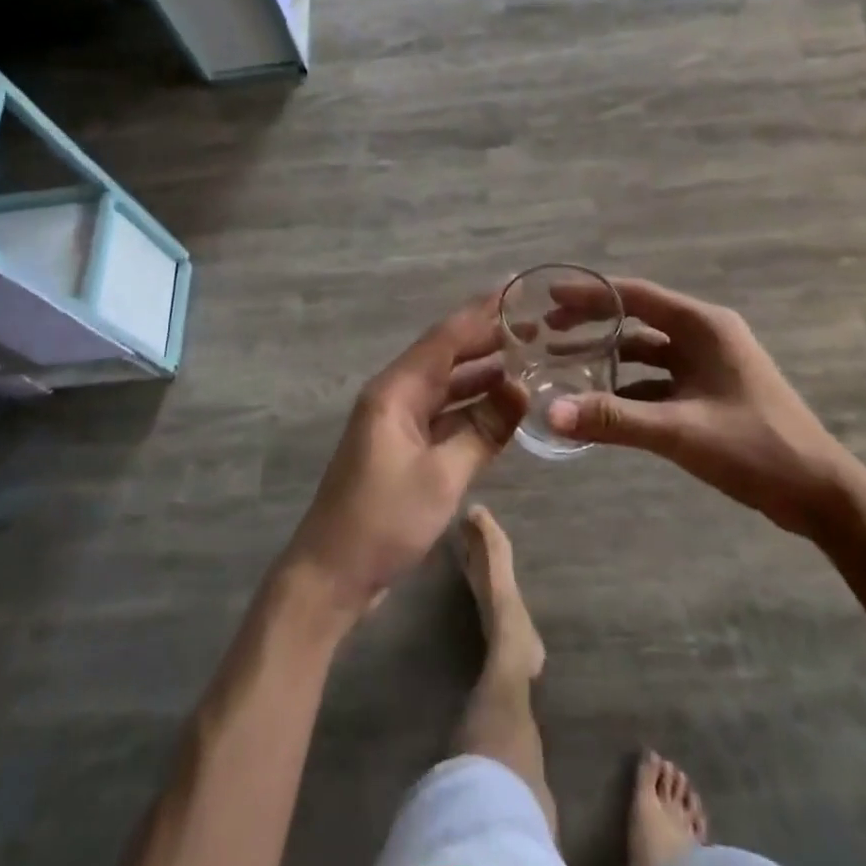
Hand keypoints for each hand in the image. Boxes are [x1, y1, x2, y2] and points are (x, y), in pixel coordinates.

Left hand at [280, 293, 528, 622]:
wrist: (331, 576)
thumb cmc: (383, 520)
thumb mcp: (442, 476)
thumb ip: (484, 429)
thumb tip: (521, 389)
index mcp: (396, 391)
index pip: (445, 338)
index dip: (481, 313)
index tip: (515, 290)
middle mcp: (395, 395)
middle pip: (445, 355)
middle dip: (486, 339)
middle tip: (534, 326)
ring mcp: (397, 422)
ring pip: (446, 385)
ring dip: (482, 373)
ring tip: (527, 359)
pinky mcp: (402, 448)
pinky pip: (443, 413)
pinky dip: (471, 406)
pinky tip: (501, 405)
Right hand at [545, 277, 859, 537]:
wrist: (821, 495)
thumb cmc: (756, 448)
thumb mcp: (680, 432)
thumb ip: (614, 420)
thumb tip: (551, 413)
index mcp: (704, 327)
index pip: (637, 296)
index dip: (591, 294)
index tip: (550, 296)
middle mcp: (705, 335)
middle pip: (638, 318)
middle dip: (594, 322)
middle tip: (548, 329)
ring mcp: (709, 364)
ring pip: (647, 350)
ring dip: (610, 355)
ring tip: (566, 362)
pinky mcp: (710, 392)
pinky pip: (659, 379)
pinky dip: (630, 386)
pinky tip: (601, 402)